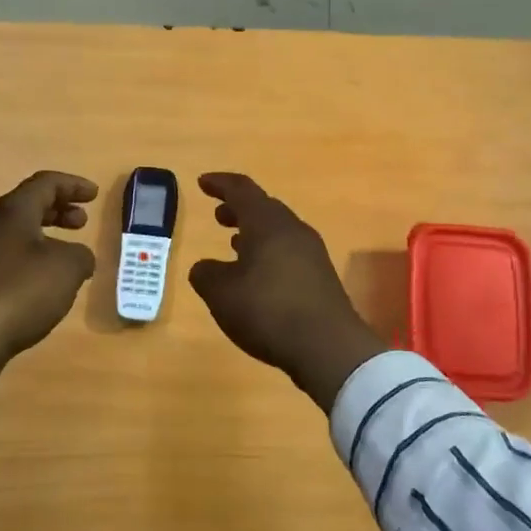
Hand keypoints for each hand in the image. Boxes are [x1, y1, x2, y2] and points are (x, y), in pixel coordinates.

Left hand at [0, 171, 97, 387]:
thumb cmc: (20, 291)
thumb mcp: (67, 268)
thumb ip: (81, 255)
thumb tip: (79, 257)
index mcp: (12, 211)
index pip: (45, 183)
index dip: (73, 185)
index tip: (94, 194)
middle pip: (28, 205)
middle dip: (58, 210)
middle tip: (82, 222)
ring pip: (16, 233)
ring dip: (45, 237)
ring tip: (67, 255)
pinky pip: (7, 258)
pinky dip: (31, 259)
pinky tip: (44, 283)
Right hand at [188, 173, 383, 410]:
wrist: (328, 347)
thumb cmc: (268, 310)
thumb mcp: (221, 293)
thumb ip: (206, 274)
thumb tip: (205, 267)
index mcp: (267, 223)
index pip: (241, 190)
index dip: (220, 184)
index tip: (203, 183)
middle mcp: (293, 230)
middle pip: (264, 208)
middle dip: (238, 208)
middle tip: (218, 214)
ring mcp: (311, 253)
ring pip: (278, 231)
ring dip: (254, 232)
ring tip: (234, 242)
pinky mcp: (321, 277)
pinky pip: (288, 252)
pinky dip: (268, 252)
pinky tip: (258, 274)